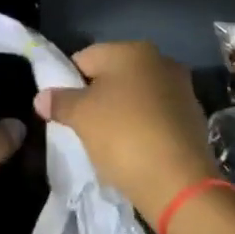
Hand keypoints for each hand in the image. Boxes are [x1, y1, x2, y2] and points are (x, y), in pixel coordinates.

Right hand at [34, 41, 216, 222]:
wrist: (180, 183)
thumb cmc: (123, 136)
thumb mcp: (81, 117)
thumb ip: (59, 101)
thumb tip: (41, 97)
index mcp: (132, 50)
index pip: (85, 58)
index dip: (68, 82)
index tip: (62, 109)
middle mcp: (160, 60)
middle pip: (113, 75)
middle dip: (96, 97)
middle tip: (82, 126)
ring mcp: (181, 89)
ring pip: (136, 96)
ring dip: (120, 112)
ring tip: (108, 142)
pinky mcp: (193, 118)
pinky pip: (155, 116)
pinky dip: (142, 127)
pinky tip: (134, 151)